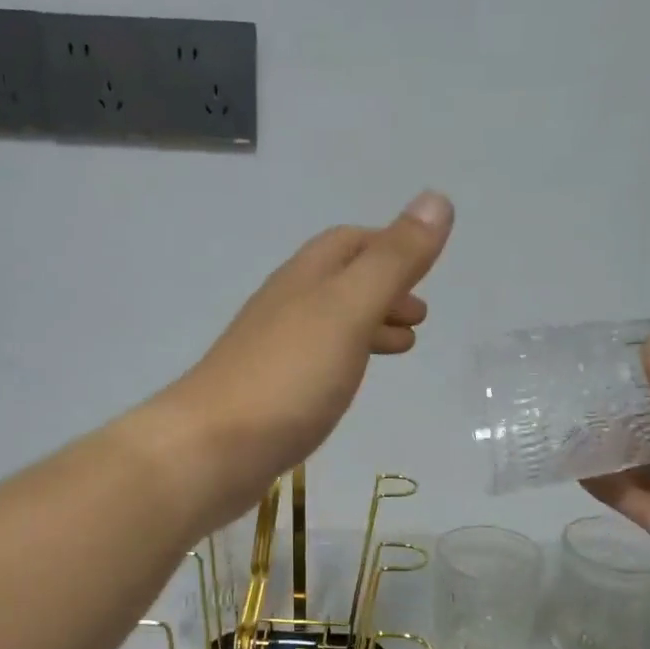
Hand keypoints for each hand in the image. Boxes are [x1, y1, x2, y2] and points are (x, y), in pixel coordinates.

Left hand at [153, 191, 453, 531]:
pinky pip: (317, 361)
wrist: (212, 449)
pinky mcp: (270, 392)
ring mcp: (272, 351)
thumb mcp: (349, 310)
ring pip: (329, 323)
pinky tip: (351, 383)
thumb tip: (437, 199)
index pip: (348, 242)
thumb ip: (393, 261)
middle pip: (339, 281)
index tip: (425, 266)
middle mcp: (285, 306)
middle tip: (420, 316)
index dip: (389, 246)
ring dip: (369, 325)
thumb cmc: (289, 375)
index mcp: (305, 278)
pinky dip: (347, 358)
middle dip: (384, 289)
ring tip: (403, 347)